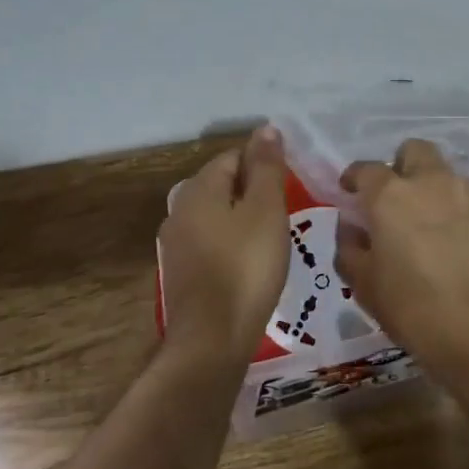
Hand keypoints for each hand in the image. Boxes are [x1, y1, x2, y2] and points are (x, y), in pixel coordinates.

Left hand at [159, 126, 289, 357]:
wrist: (212, 339)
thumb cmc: (246, 267)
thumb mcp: (266, 211)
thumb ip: (267, 168)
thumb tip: (266, 128)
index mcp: (198, 189)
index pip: (233, 156)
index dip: (263, 163)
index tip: (290, 183)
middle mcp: (180, 210)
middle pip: (222, 185)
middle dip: (253, 191)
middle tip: (287, 210)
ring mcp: (177, 244)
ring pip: (217, 216)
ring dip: (243, 219)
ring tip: (275, 236)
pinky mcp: (183, 273)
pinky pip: (212, 243)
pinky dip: (233, 244)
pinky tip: (252, 262)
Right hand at [334, 139, 468, 371]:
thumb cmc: (420, 314)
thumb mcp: (368, 290)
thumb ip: (352, 251)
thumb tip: (352, 229)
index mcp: (392, 197)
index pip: (366, 169)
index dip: (355, 179)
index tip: (351, 193)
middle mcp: (434, 183)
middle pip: (415, 151)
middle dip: (403, 167)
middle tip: (397, 200)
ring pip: (450, 175)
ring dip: (437, 191)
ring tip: (434, 228)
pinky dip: (465, 215)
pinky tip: (465, 248)